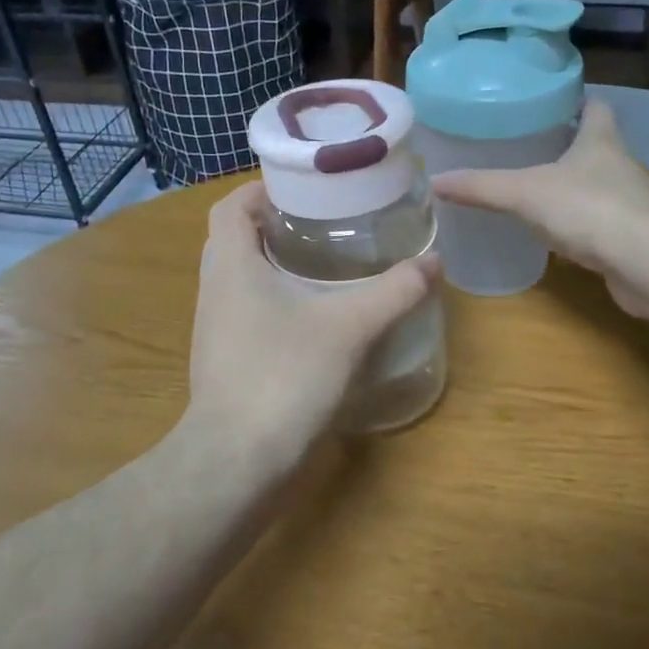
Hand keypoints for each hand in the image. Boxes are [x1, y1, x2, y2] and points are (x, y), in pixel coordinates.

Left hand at [187, 180, 439, 470]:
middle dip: (273, 226)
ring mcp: (214, 328)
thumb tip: (435, 261)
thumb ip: (394, 292)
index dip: (261, 189)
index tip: (303, 190)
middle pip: (233, 239)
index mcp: (231, 264)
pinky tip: (310, 319)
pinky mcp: (223, 360)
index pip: (230, 206)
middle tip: (322, 225)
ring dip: (271, 266)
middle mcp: (214, 289)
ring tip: (322, 267)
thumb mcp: (349, 327)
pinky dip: (271, 302)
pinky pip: (244, 313)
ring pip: (239, 279)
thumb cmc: (285, 375)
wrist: (237, 459)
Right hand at [429, 98, 648, 320]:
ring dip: (574, 188)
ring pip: (598, 186)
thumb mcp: (525, 193)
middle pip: (596, 147)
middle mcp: (620, 166)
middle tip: (528, 150)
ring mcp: (629, 203)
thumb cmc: (588, 209)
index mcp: (600, 141)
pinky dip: (580, 225)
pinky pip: (600, 223)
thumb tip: (435, 181)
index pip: (596, 107)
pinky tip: (556, 236)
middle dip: (567, 147)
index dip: (577, 102)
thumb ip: (482, 187)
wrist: (645, 262)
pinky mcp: (630, 238)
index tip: (550, 105)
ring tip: (536, 192)